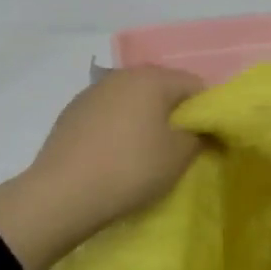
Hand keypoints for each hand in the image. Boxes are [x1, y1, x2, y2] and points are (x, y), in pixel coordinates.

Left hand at [0, 67, 204, 269]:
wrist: (62, 194)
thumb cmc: (131, 169)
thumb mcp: (178, 156)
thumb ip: (200, 135)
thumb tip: (202, 127)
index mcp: (152, 78)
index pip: (194, 84)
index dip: (207, 110)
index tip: (208, 138)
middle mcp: (122, 75)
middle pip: (161, 88)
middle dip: (174, 113)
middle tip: (179, 146)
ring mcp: (93, 91)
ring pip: (133, 99)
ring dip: (145, 118)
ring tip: (145, 152)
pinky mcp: (72, 111)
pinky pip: (109, 113)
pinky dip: (119, 126)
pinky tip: (115, 154)